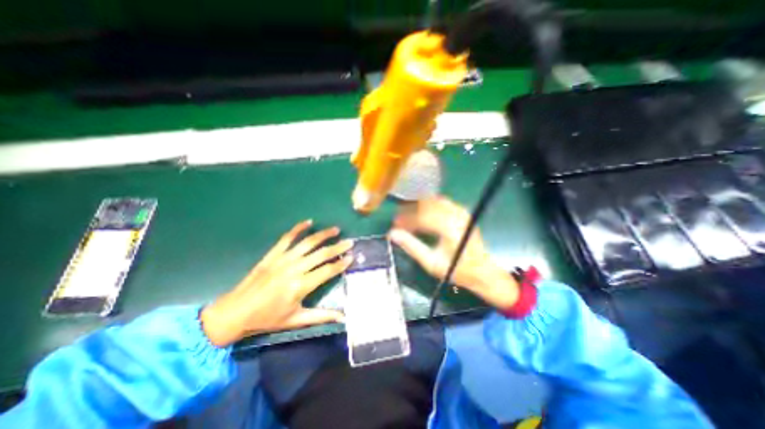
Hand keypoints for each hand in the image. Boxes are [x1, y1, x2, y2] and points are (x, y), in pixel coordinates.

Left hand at [198, 219, 349, 345]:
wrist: (235, 312)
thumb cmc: (267, 318)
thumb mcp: (296, 319)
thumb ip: (321, 316)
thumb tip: (343, 317)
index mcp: (300, 286)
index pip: (327, 271)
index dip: (341, 263)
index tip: (352, 256)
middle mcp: (294, 269)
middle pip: (321, 254)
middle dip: (338, 247)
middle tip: (350, 242)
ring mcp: (282, 259)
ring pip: (307, 243)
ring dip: (323, 235)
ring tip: (336, 229)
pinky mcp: (272, 254)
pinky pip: (287, 238)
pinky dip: (298, 229)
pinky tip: (309, 222)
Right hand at [389, 198, 520, 311]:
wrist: (482, 272)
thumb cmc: (457, 270)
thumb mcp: (431, 263)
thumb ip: (411, 246)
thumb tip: (393, 234)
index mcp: (449, 228)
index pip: (421, 217)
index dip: (405, 219)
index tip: (395, 225)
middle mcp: (456, 216)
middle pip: (427, 205)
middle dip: (410, 211)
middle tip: (400, 219)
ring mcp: (461, 213)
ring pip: (434, 201)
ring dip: (419, 206)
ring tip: (409, 216)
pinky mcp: (463, 213)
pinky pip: (443, 202)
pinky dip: (430, 206)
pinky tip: (424, 213)